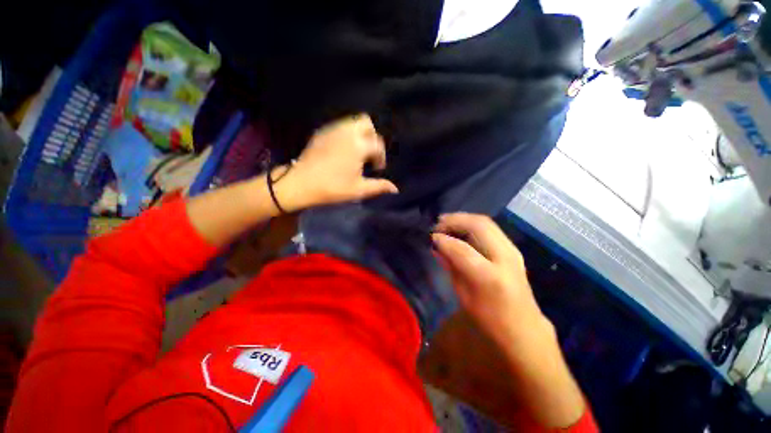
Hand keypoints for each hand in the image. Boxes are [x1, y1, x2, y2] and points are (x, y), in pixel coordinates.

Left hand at [274, 114, 397, 211]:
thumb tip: (395, 189)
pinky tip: (342, 150)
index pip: (378, 145)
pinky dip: (346, 134)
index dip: (381, 157)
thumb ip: (379, 187)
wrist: (301, 183)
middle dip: (372, 137)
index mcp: (358, 146)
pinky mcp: (321, 132)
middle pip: (366, 123)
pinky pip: (339, 126)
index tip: (377, 169)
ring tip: (357, 152)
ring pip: (352, 122)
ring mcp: (332, 130)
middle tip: (369, 154)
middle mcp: (347, 132)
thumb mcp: (359, 190)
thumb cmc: (332, 188)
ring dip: (359, 134)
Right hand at [432, 214, 586, 428]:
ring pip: (485, 222)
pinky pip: (490, 228)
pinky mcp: (512, 249)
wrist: (524, 329)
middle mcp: (505, 258)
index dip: (443, 239)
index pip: (462, 248)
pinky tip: (461, 228)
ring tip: (446, 222)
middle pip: (478, 225)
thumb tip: (437, 246)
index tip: (431, 237)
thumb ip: (450, 266)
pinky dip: (472, 224)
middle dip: (455, 220)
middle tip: (438, 223)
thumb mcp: (463, 294)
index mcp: (490, 276)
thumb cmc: (489, 319)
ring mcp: (512, 251)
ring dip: (464, 219)